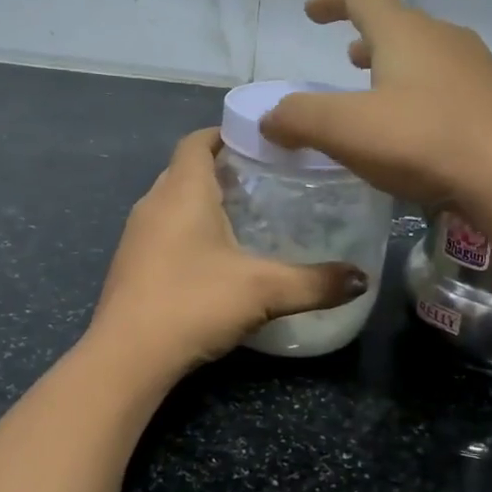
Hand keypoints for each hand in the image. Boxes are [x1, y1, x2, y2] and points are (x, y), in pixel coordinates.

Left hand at [90, 129, 367, 372]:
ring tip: (245, 218)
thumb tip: (363, 278)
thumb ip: (316, 282)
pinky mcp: (129, 265)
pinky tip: (213, 259)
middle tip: (264, 181)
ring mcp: (135, 235)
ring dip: (202, 203)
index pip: (197, 141)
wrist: (127, 356)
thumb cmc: (193, 303)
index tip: (259, 142)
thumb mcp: (264, 290)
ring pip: (172, 202)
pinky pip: (162, 231)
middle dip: (220, 169)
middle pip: (185, 170)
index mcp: (182, 191)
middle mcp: (153, 203)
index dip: (225, 134)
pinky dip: (187, 232)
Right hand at [260, 0, 491, 211]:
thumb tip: (269, 118)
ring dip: (394, 64)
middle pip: (397, 24)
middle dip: (365, 37)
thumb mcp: (345, 129)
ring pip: (424, 54)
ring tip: (375, 88)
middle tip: (345, 57)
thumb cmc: (423, 141)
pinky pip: (445, 83)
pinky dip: (418, 91)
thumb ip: (299, 118)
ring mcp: (476, 68)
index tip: (312, 12)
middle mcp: (443, 38)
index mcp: (405, 33)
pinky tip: (414, 125)